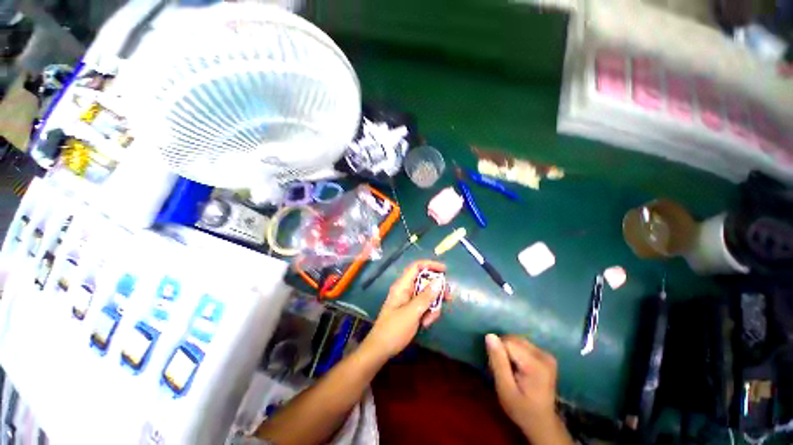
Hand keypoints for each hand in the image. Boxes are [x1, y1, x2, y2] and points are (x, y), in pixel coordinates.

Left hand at [362, 260, 448, 360]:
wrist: (381, 349)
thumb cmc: (394, 329)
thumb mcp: (412, 312)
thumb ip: (426, 296)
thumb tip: (439, 281)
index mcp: (402, 285)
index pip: (416, 267)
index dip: (430, 265)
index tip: (445, 270)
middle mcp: (406, 290)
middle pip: (425, 281)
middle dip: (436, 290)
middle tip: (448, 298)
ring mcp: (409, 300)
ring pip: (427, 295)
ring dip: (432, 306)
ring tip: (429, 320)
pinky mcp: (411, 310)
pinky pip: (424, 305)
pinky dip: (428, 313)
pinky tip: (425, 324)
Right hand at [485, 334, 572, 444]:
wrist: (542, 423)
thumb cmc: (521, 409)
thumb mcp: (505, 389)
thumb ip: (498, 362)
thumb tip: (490, 335)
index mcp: (535, 364)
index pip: (506, 343)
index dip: (497, 353)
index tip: (497, 371)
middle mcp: (543, 355)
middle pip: (512, 339)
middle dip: (502, 351)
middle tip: (501, 371)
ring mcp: (546, 354)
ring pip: (516, 340)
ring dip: (508, 351)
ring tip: (508, 370)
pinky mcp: (545, 355)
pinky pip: (522, 344)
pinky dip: (515, 352)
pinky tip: (516, 366)